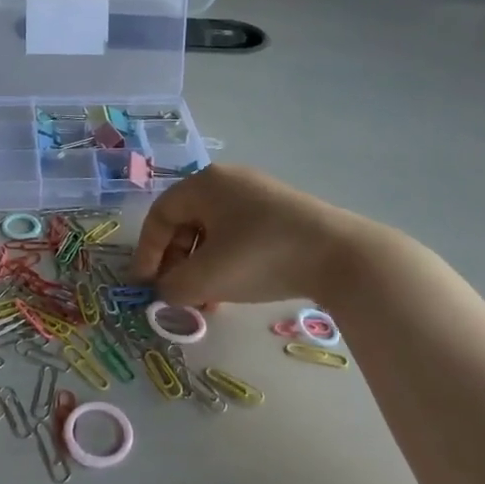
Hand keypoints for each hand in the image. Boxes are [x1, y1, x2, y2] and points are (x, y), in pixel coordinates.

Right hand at [131, 164, 387, 307]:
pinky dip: (228, 262)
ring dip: (202, 268)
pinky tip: (234, 290)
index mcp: (205, 183)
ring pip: (214, 233)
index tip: (145, 285)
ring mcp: (259, 195)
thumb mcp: (208, 277)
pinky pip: (239, 235)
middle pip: (187, 223)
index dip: (147, 251)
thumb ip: (174, 287)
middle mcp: (229, 181)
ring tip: (207, 302)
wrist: (339, 256)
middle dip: (178, 263)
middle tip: (178, 295)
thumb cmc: (260, 256)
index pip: (161, 215)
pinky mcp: (282, 214)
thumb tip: (166, 292)